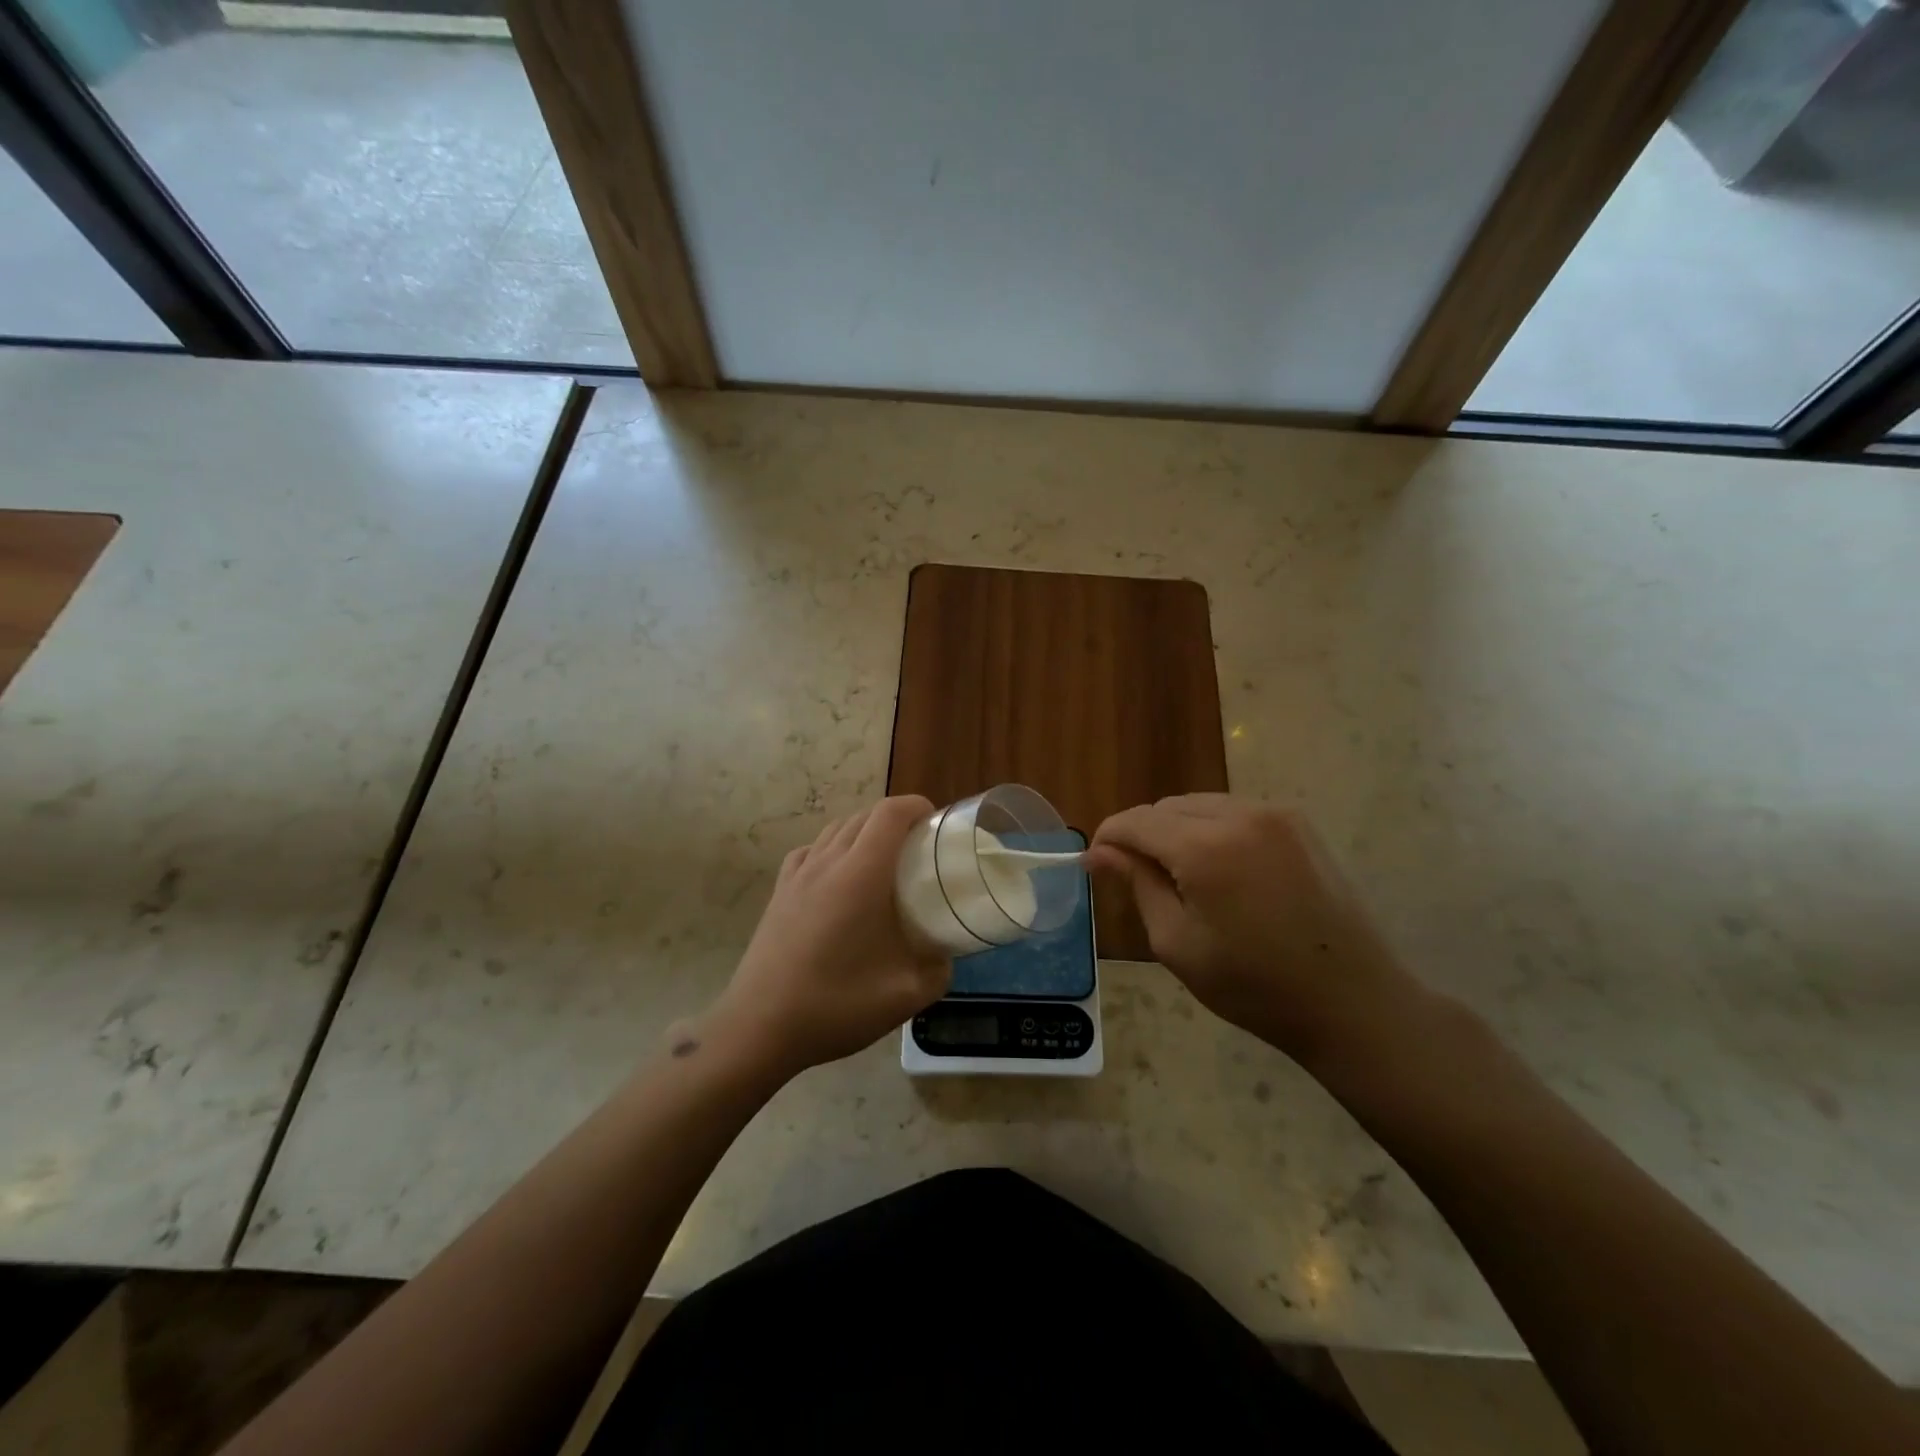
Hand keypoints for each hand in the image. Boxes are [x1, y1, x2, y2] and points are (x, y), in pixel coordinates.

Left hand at [706, 796, 950, 1081]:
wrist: (759, 1027)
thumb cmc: (835, 1005)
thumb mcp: (904, 996)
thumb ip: (938, 970)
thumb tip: (945, 955)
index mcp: (861, 875)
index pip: (890, 814)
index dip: (917, 807)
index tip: (936, 825)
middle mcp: (827, 862)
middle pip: (864, 816)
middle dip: (896, 820)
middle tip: (920, 849)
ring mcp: (798, 875)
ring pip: (836, 829)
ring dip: (864, 832)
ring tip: (884, 862)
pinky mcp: (779, 891)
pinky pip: (811, 850)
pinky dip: (833, 849)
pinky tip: (839, 878)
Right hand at [1087, 794, 1420, 1063]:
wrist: (1353, 1002)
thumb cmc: (1254, 985)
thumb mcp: (1178, 943)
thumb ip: (1136, 885)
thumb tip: (1097, 852)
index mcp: (1205, 847)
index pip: (1135, 821)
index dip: (1109, 838)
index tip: (1098, 864)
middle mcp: (1239, 814)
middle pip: (1167, 807)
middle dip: (1145, 836)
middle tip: (1144, 882)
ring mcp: (1276, 813)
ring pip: (1200, 805)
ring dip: (1179, 831)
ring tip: (1186, 879)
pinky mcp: (1299, 823)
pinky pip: (1235, 811)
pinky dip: (1214, 830)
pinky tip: (1225, 872)